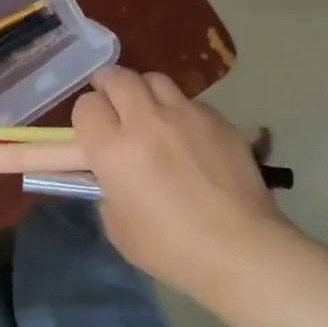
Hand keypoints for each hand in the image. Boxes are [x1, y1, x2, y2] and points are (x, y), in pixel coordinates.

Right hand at [71, 65, 285, 297]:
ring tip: (148, 109)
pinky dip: (179, 111)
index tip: (92, 130)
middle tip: (111, 100)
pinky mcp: (216, 118)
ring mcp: (184, 114)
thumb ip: (107, 189)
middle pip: (117, 78)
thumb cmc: (171, 248)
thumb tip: (110, 173)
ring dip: (144, 90)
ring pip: (154, 79)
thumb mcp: (118, 226)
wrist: (241, 249)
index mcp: (114, 149)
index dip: (86, 116)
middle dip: (108, 85)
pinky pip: (188, 101)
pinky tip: (187, 135)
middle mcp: (145, 121)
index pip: (86, 105)